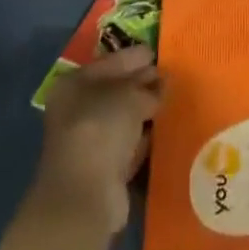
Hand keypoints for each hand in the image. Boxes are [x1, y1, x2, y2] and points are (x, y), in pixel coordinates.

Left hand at [31, 43, 160, 237]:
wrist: (85, 196)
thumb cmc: (101, 128)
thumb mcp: (130, 95)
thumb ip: (147, 85)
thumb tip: (162, 81)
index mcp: (75, 84)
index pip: (111, 62)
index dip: (135, 57)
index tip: (159, 53)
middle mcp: (77, 111)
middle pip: (116, 90)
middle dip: (143, 84)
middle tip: (172, 76)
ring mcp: (88, 142)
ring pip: (123, 118)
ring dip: (145, 111)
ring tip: (173, 99)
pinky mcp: (102, 170)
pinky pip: (129, 144)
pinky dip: (144, 138)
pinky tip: (164, 129)